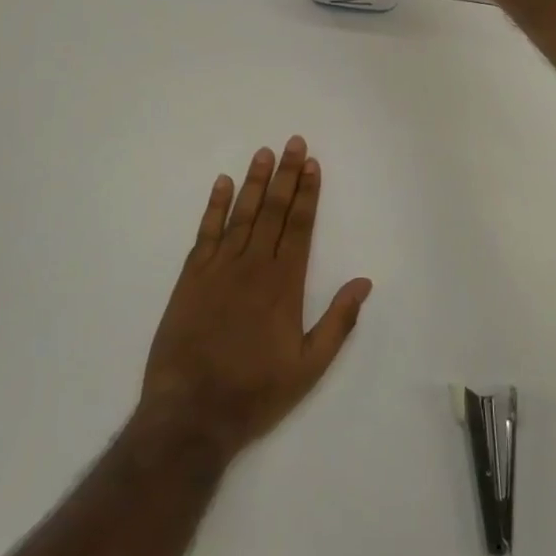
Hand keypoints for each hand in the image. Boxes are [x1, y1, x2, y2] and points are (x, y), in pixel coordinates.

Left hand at [138, 138, 371, 461]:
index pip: (300, 226)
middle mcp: (253, 267)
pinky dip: (214, 207)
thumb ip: (338, 321)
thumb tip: (364, 281)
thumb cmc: (255, 392)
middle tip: (294, 142)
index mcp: (284, 285)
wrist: (191, 413)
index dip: (308, 193)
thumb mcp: (309, 366)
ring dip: (254, 182)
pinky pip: (205, 233)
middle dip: (286, 175)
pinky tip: (221, 183)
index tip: (312, 164)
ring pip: (241, 215)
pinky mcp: (191, 278)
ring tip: (264, 152)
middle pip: (273, 211)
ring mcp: (219, 269)